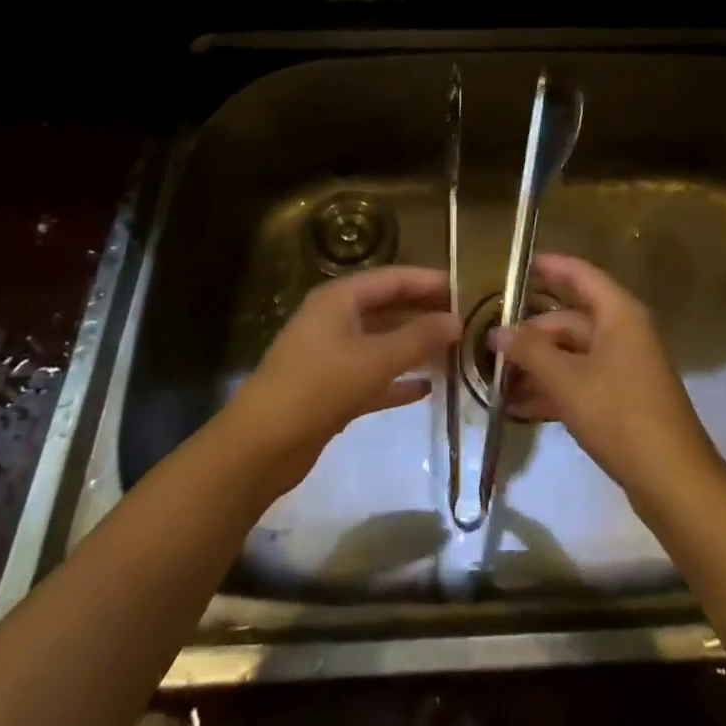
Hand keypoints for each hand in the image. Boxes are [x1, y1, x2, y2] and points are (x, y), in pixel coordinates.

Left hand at [223, 266, 460, 493]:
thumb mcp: (375, 359)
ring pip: (382, 342)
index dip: (429, 282)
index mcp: (340, 298)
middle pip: (388, 307)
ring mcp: (331, 354)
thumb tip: (456, 320)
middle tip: (464, 321)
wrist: (261, 446)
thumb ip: (418, 338)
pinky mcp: (331, 389)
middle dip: (424, 313)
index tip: (465, 289)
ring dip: (414, 347)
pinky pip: (373, 375)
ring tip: (453, 352)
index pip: (393, 278)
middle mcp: (335, 319)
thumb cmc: (319, 387)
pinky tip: (426, 389)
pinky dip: (397, 380)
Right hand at [492, 254, 725, 508]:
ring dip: (539, 363)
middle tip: (493, 340)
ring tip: (497, 376)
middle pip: (572, 318)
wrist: (673, 480)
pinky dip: (554, 387)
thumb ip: (531, 352)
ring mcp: (625, 366)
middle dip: (532, 330)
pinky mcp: (623, 399)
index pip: (580, 274)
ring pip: (574, 352)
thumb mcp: (568, 381)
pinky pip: (582, 380)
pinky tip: (520, 405)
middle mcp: (624, 332)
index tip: (517, 265)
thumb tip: (498, 332)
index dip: (550, 267)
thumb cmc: (620, 415)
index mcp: (618, 313)